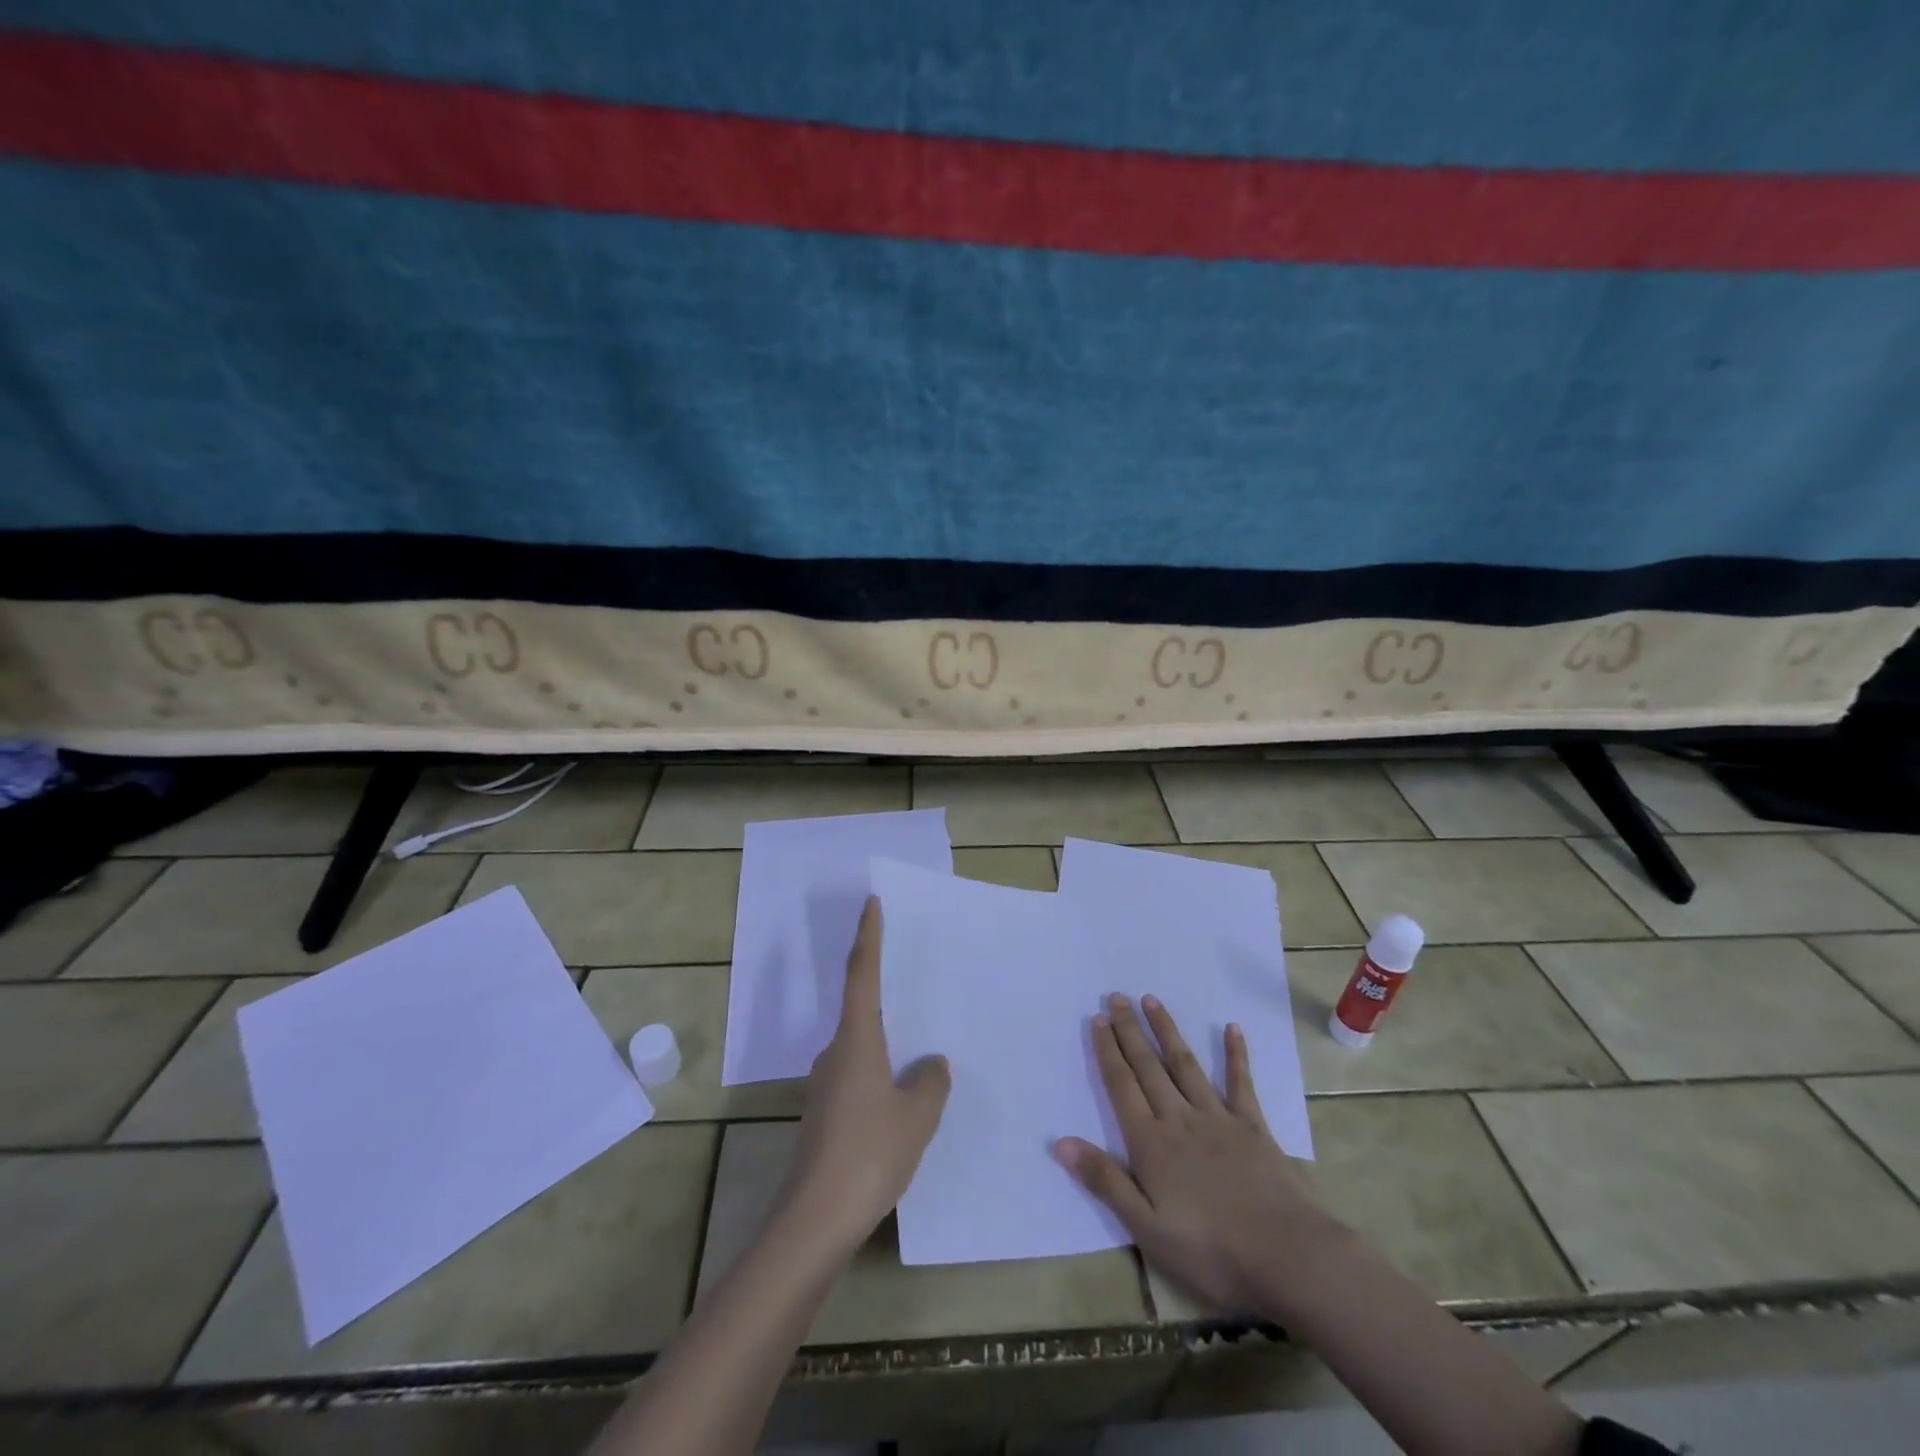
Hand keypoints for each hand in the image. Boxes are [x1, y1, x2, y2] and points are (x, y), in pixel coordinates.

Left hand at [780, 897, 950, 1252]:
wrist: (814, 1221)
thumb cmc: (868, 1153)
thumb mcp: (916, 1116)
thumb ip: (930, 1083)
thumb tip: (931, 1064)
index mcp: (856, 1040)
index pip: (863, 974)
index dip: (868, 936)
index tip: (872, 903)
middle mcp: (836, 1053)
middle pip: (862, 1009)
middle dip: (887, 993)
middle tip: (919, 982)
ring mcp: (827, 1085)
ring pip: (864, 1048)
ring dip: (889, 1042)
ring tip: (923, 1048)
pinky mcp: (827, 1114)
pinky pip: (861, 1076)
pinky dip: (883, 1073)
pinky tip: (905, 1097)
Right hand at [1054, 993, 1335, 1312]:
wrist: (1288, 1256)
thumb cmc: (1211, 1250)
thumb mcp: (1147, 1228)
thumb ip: (1105, 1180)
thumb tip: (1060, 1142)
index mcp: (1152, 1143)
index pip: (1122, 1086)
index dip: (1107, 1051)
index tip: (1097, 1018)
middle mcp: (1180, 1119)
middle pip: (1149, 1067)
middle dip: (1130, 1030)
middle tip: (1116, 996)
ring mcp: (1219, 1118)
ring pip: (1185, 1065)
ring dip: (1166, 1031)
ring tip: (1151, 1000)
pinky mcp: (1253, 1127)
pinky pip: (1240, 1083)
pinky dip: (1236, 1055)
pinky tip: (1231, 1028)